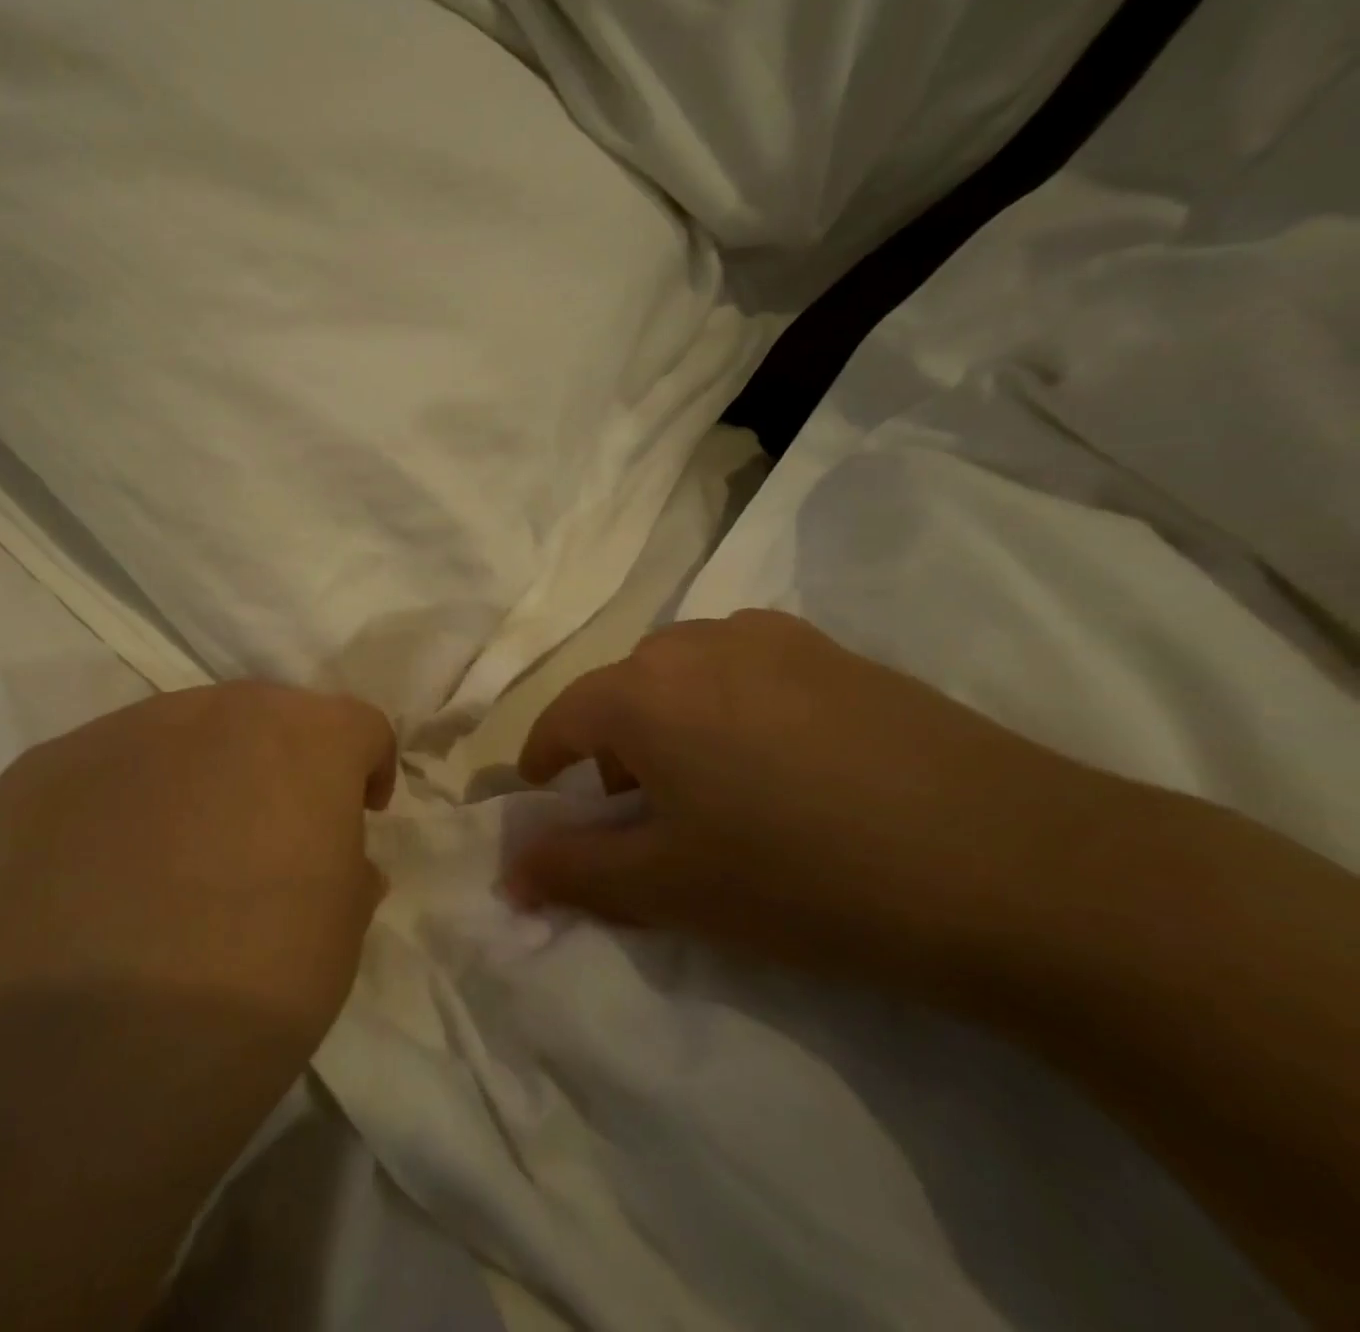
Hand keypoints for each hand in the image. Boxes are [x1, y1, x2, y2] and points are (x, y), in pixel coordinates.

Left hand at [0, 684, 398, 1331]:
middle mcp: (216, 708)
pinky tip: (96, 881)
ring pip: (181, 736)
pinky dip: (116, 807)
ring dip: (197, 780)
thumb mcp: (339, 938)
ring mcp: (119, 731)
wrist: (75, 1054)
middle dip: (279, 767)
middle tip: (266, 843)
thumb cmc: (250, 987)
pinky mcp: (40, 770)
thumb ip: (347, 873)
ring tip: (174, 864)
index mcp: (306, 736)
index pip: (358, 724)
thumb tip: (336, 863)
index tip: (356, 819)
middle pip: (266, 718)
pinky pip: (102, 772)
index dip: (364, 770)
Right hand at [508, 610, 1120, 996]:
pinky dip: (733, 709)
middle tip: (643, 813)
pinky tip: (784, 764)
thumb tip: (509, 872)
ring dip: (673, 722)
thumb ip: (573, 874)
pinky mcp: (838, 651)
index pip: (562, 718)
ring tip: (715, 787)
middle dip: (613, 748)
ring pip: (687, 675)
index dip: (544, 762)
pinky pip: (749, 670)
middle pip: (624, 691)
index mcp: (644, 689)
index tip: (546, 799)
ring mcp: (774, 638)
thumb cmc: (804, 876)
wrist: (1015, 864)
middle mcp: (697, 642)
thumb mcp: (670, 888)